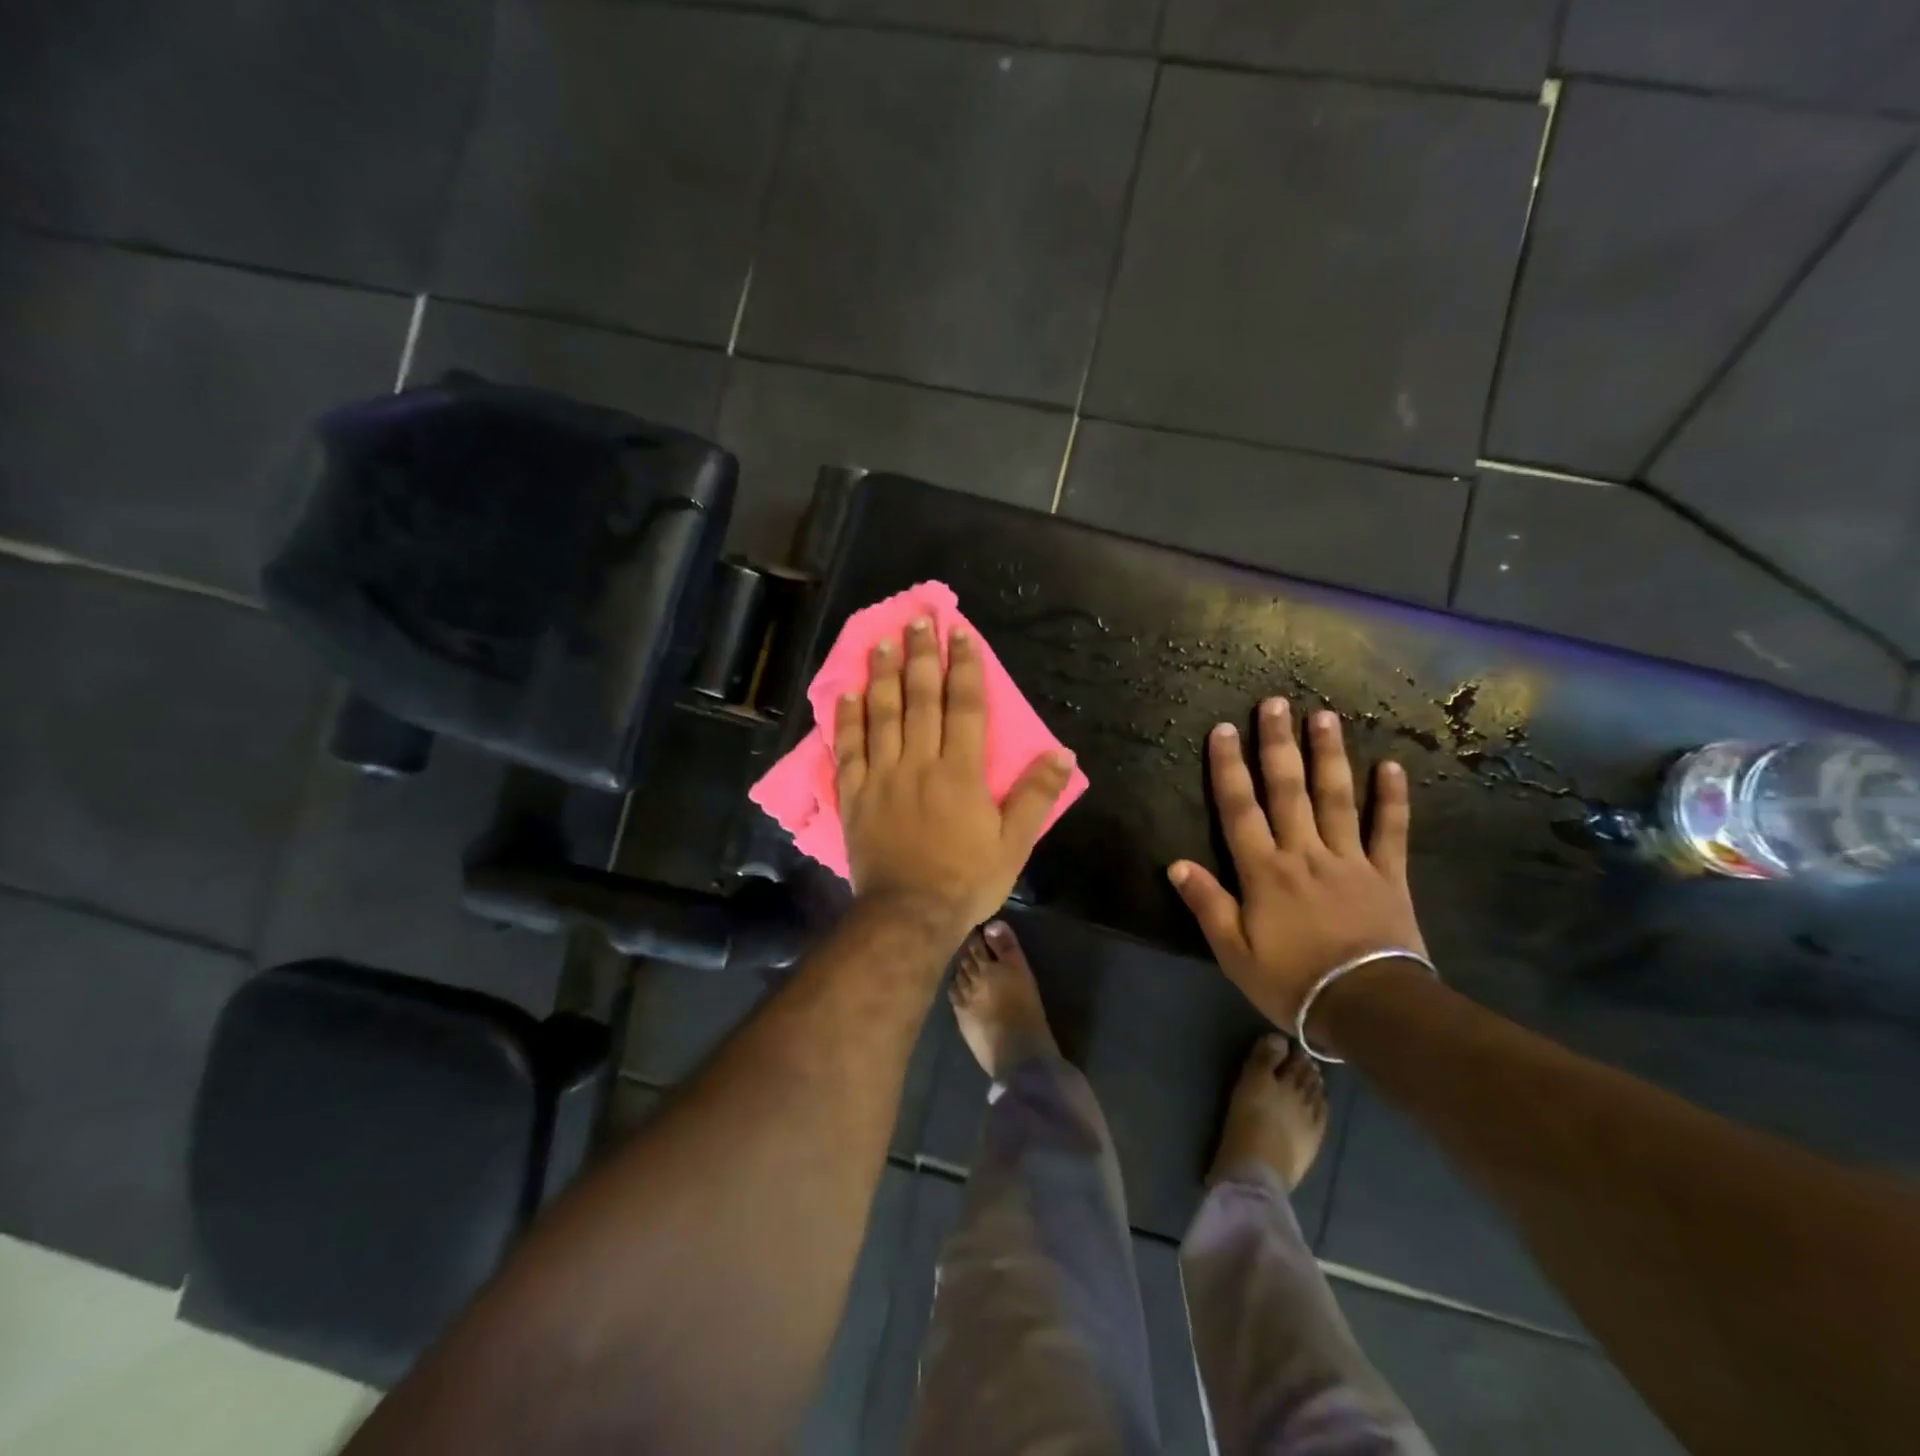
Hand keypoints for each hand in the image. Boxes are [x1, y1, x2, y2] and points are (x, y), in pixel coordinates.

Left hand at [837, 617, 1076, 934]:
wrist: (908, 915)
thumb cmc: (966, 880)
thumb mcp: (1013, 844)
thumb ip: (1036, 796)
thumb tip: (1061, 753)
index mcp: (960, 771)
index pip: (963, 705)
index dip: (963, 666)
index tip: (958, 633)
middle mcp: (919, 762)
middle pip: (919, 699)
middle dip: (919, 656)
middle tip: (916, 621)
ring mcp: (881, 776)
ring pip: (881, 715)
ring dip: (881, 675)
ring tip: (880, 643)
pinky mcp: (854, 795)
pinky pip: (848, 749)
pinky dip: (846, 719)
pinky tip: (846, 694)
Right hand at [1168, 699, 1425, 1027]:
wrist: (1369, 1009)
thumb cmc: (1293, 982)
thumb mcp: (1235, 952)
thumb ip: (1208, 904)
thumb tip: (1176, 864)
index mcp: (1264, 871)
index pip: (1240, 809)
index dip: (1228, 768)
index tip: (1223, 729)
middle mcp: (1304, 853)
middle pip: (1288, 790)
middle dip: (1278, 744)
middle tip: (1275, 702)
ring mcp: (1349, 860)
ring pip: (1337, 798)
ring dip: (1329, 755)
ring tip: (1324, 716)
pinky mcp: (1388, 876)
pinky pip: (1390, 832)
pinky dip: (1392, 799)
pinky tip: (1391, 766)